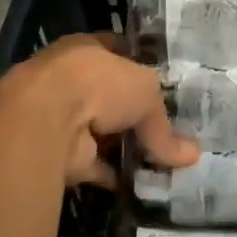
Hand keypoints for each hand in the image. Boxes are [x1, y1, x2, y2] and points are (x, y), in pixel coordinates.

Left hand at [0, 34, 198, 188]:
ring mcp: (64, 119)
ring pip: (104, 133)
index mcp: (87, 51)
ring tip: (163, 162)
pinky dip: (116, 175)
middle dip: (136, 115)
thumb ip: (164, 126)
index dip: (140, 66)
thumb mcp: (146, 93)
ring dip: (126, 148)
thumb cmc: (97, 85)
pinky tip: (142, 185)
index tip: (165, 85)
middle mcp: (72, 81)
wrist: (45, 122)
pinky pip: (97, 166)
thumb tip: (191, 156)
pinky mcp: (62, 154)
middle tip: (171, 131)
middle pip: (111, 98)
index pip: (117, 53)